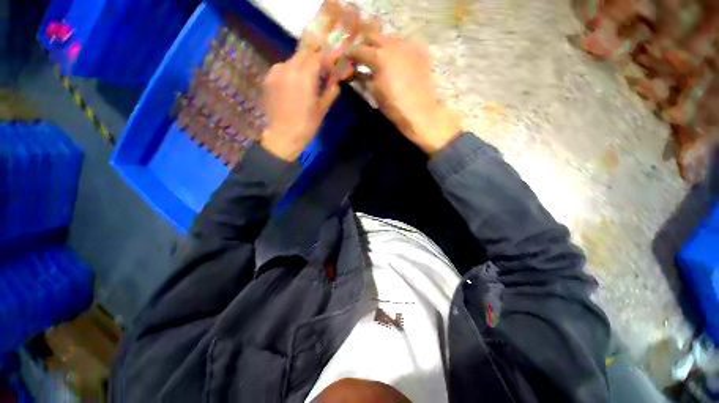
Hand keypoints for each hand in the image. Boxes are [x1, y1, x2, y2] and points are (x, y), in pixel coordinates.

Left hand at [261, 50, 339, 160]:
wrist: (282, 137)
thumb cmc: (306, 126)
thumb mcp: (322, 110)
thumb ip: (330, 91)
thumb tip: (336, 81)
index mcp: (304, 77)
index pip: (317, 56)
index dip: (326, 58)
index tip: (333, 64)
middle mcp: (288, 69)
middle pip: (303, 54)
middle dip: (315, 58)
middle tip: (322, 70)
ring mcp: (275, 73)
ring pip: (292, 60)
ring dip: (302, 65)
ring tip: (308, 79)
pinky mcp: (268, 80)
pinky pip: (282, 68)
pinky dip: (291, 72)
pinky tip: (295, 85)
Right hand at [349, 21, 461, 153]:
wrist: (420, 112)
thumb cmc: (394, 106)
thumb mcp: (374, 93)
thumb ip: (364, 78)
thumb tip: (357, 72)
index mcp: (379, 56)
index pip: (358, 50)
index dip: (351, 54)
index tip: (347, 60)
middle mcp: (393, 45)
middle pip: (373, 35)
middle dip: (365, 44)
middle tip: (361, 55)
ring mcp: (408, 46)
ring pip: (390, 38)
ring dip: (381, 45)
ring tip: (379, 57)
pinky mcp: (420, 52)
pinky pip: (404, 44)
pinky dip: (396, 50)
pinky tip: (396, 60)